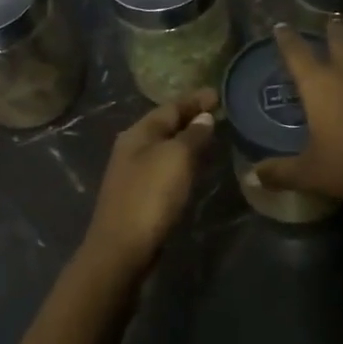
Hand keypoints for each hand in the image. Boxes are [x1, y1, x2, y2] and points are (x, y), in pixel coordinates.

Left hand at [81, 88, 219, 277]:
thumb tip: (204, 118)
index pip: (170, 107)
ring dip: (188, 140)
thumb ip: (193, 135)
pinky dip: (183, 161)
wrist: (122, 249)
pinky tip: (197, 167)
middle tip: (220, 114)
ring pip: (166, 147)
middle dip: (191, 118)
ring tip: (214, 137)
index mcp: (138, 133)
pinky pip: (166, 168)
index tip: (219, 94)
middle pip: (165, 125)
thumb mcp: (176, 158)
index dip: (195, 100)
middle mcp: (132, 148)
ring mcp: (134, 173)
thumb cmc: (150, 196)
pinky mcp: (140, 195)